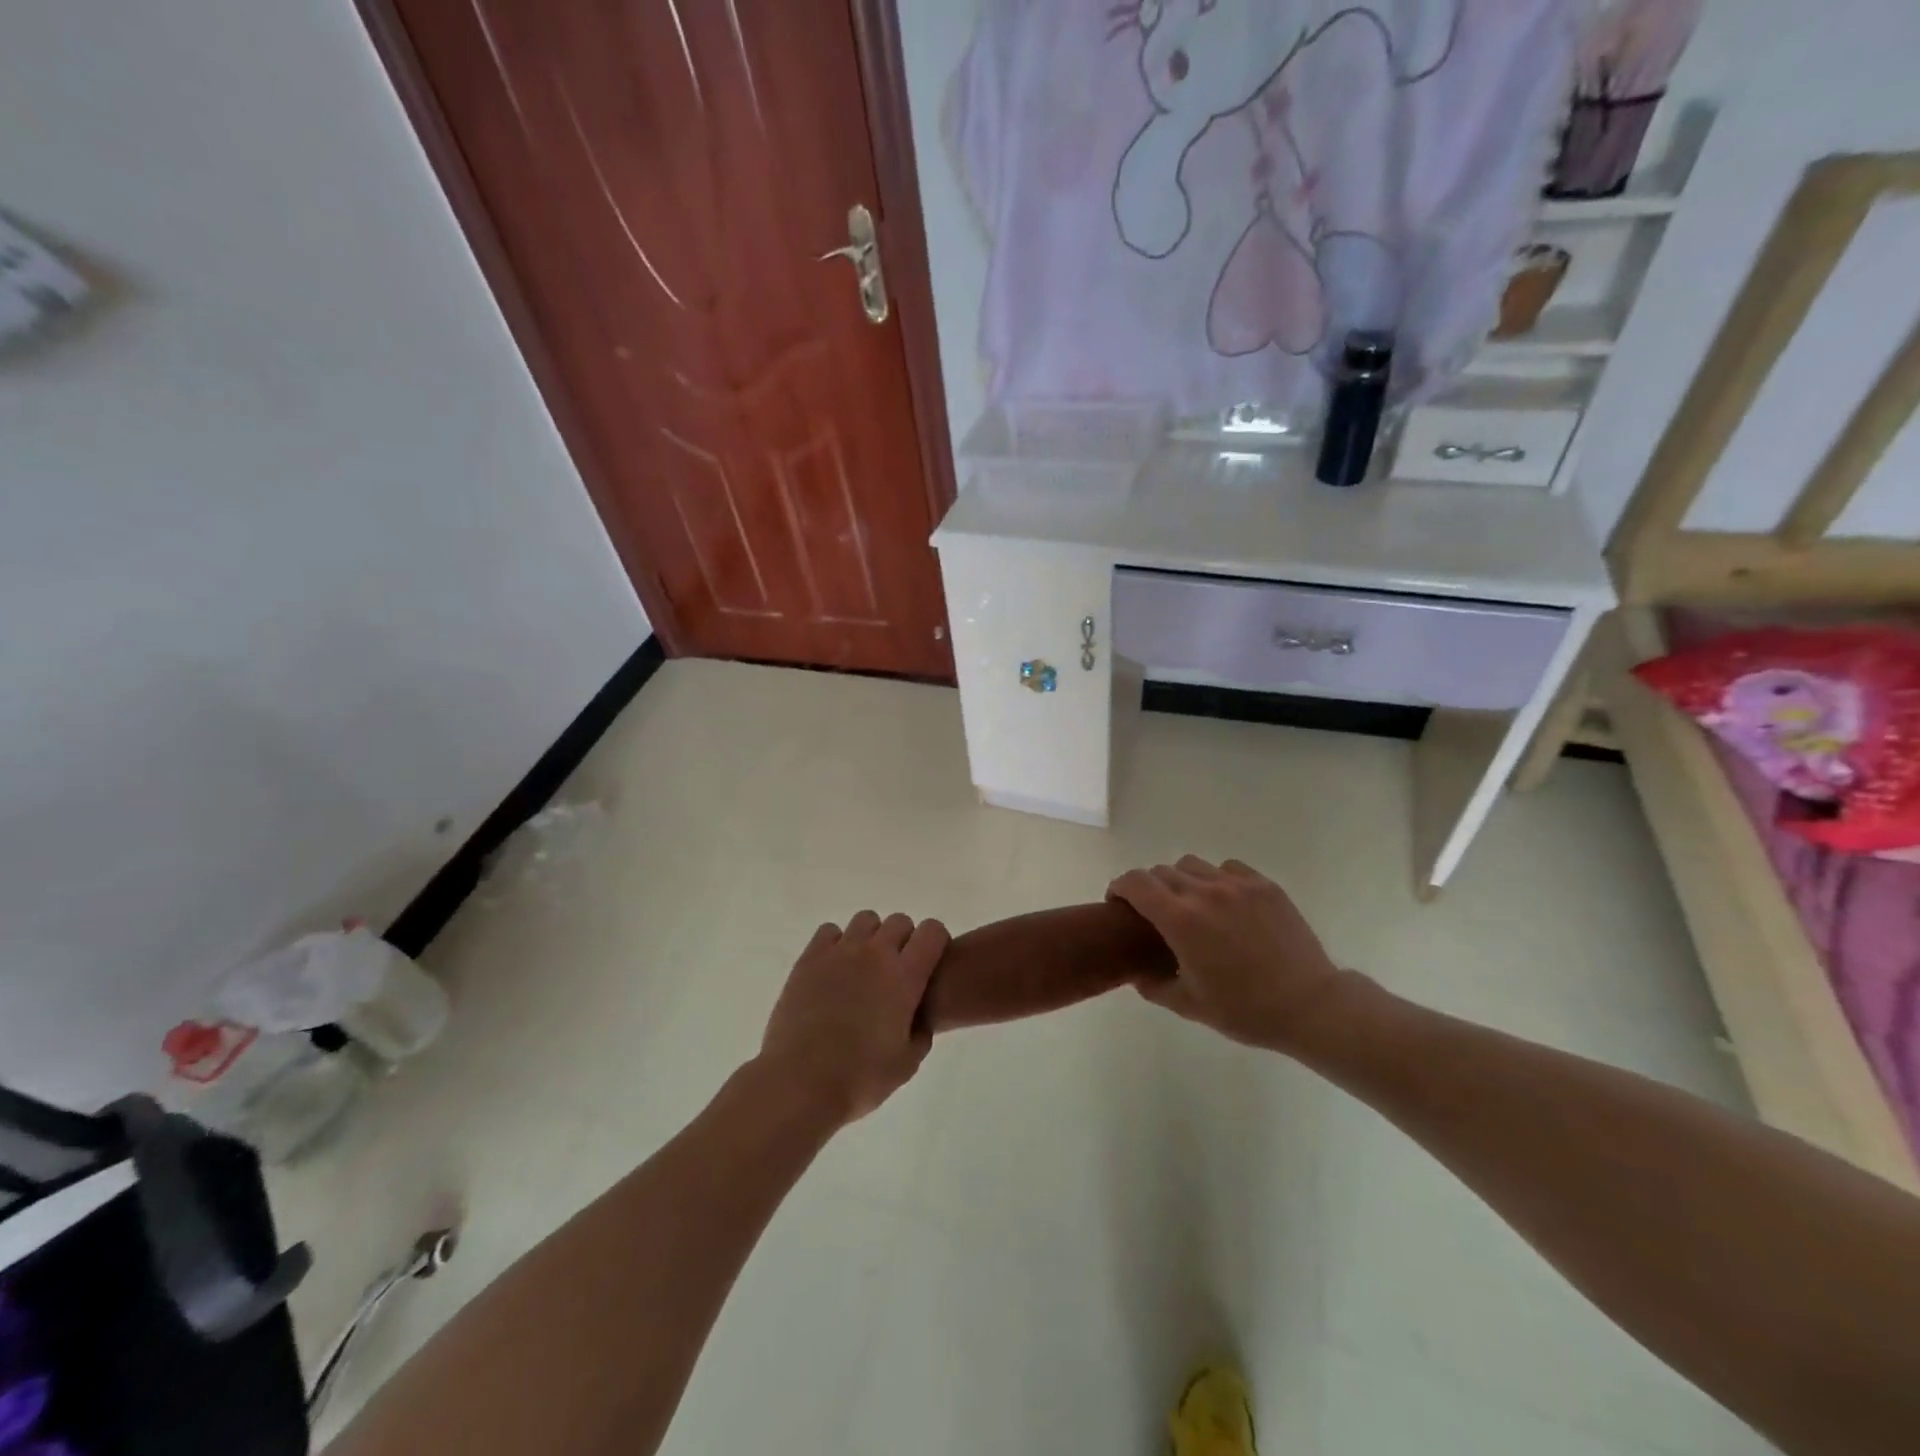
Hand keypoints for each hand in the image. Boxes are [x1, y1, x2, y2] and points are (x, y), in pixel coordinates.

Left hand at [757, 910, 949, 1125]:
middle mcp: (875, 954)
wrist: (801, 1083)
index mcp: (905, 977)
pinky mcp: (809, 958)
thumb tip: (918, 1016)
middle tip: (895, 971)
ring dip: (871, 937)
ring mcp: (840, 952)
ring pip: (866, 920)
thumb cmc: (860, 1078)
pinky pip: (830, 931)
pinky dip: (837, 943)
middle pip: (899, 921)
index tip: (929, 963)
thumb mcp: (907, 1064)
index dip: (935, 942)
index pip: (932, 931)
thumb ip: (921, 1032)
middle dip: (904, 940)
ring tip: (863, 967)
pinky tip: (833, 969)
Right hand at [1107, 856, 1344, 1053]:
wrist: (1310, 1006)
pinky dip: (1216, 879)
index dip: (1120, 887)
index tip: (1119, 902)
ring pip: (1192, 865)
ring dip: (1181, 880)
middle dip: (1149, 888)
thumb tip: (1136, 973)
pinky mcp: (1263, 885)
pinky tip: (1225, 903)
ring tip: (1192, 904)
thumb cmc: (1246, 1010)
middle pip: (1161, 872)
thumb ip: (1154, 986)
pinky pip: (1227, 868)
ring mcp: (1237, 885)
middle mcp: (1204, 893)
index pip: (1136, 883)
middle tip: (1156, 913)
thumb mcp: (1190, 1006)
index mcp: (1180, 920)